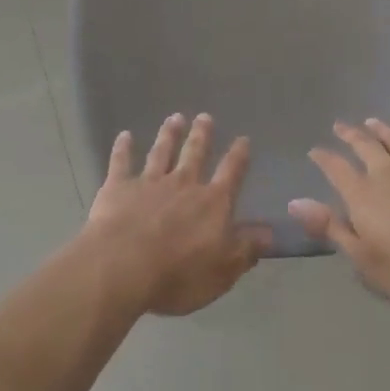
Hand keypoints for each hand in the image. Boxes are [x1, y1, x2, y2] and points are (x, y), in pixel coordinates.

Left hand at [82, 113, 270, 316]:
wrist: (123, 265)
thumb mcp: (223, 270)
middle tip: (204, 116)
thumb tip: (270, 232)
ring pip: (161, 152)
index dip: (238, 156)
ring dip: (168, 135)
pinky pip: (121, 162)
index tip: (243, 139)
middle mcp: (183, 184)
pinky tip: (124, 135)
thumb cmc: (178, 273)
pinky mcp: (118, 187)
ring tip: (175, 118)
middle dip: (202, 135)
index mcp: (212, 203)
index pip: (230, 174)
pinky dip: (123, 148)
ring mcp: (149, 182)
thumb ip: (246, 248)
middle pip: (194, 154)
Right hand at [290, 119, 389, 316]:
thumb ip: (331, 228)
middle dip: (352, 134)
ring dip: (385, 131)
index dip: (324, 158)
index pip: (337, 169)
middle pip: (367, 146)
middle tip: (341, 125)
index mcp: (364, 195)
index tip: (315, 151)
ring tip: (375, 122)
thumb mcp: (364, 260)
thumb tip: (294, 202)